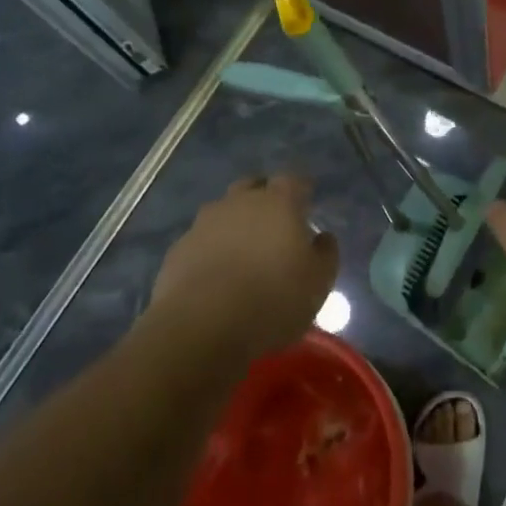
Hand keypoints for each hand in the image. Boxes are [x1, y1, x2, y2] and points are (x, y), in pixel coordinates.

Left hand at [150, 176, 339, 360]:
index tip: (306, 201)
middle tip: (273, 221)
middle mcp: (241, 202)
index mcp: (279, 202)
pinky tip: (214, 275)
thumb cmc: (272, 299)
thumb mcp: (318, 282)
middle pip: (253, 186)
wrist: (202, 325)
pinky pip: (200, 240)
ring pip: (223, 211)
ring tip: (242, 250)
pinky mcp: (179, 249)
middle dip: (263, 197)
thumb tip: (323, 237)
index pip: (293, 180)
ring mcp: (205, 223)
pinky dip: (210, 249)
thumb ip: (326, 253)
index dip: (301, 189)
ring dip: (234, 223)